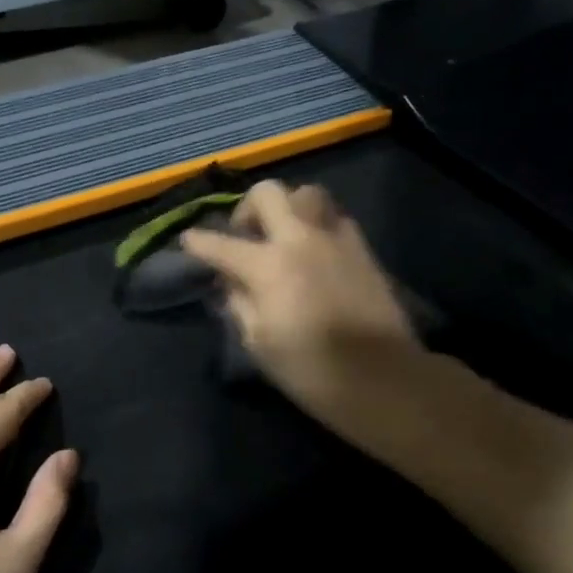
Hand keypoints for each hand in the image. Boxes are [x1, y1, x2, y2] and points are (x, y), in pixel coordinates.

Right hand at [180, 181, 422, 436]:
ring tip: (284, 236)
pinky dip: (318, 225)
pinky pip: (335, 218)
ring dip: (289, 208)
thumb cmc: (312, 370)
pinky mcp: (363, 249)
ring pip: (308, 194)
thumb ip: (239, 305)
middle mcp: (300, 239)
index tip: (188, 240)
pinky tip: (316, 251)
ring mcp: (336, 239)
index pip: (222, 244)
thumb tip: (232, 283)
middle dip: (248, 208)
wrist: (384, 379)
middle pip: (268, 193)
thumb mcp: (260, 344)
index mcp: (268, 266)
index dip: (199, 242)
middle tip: (246, 235)